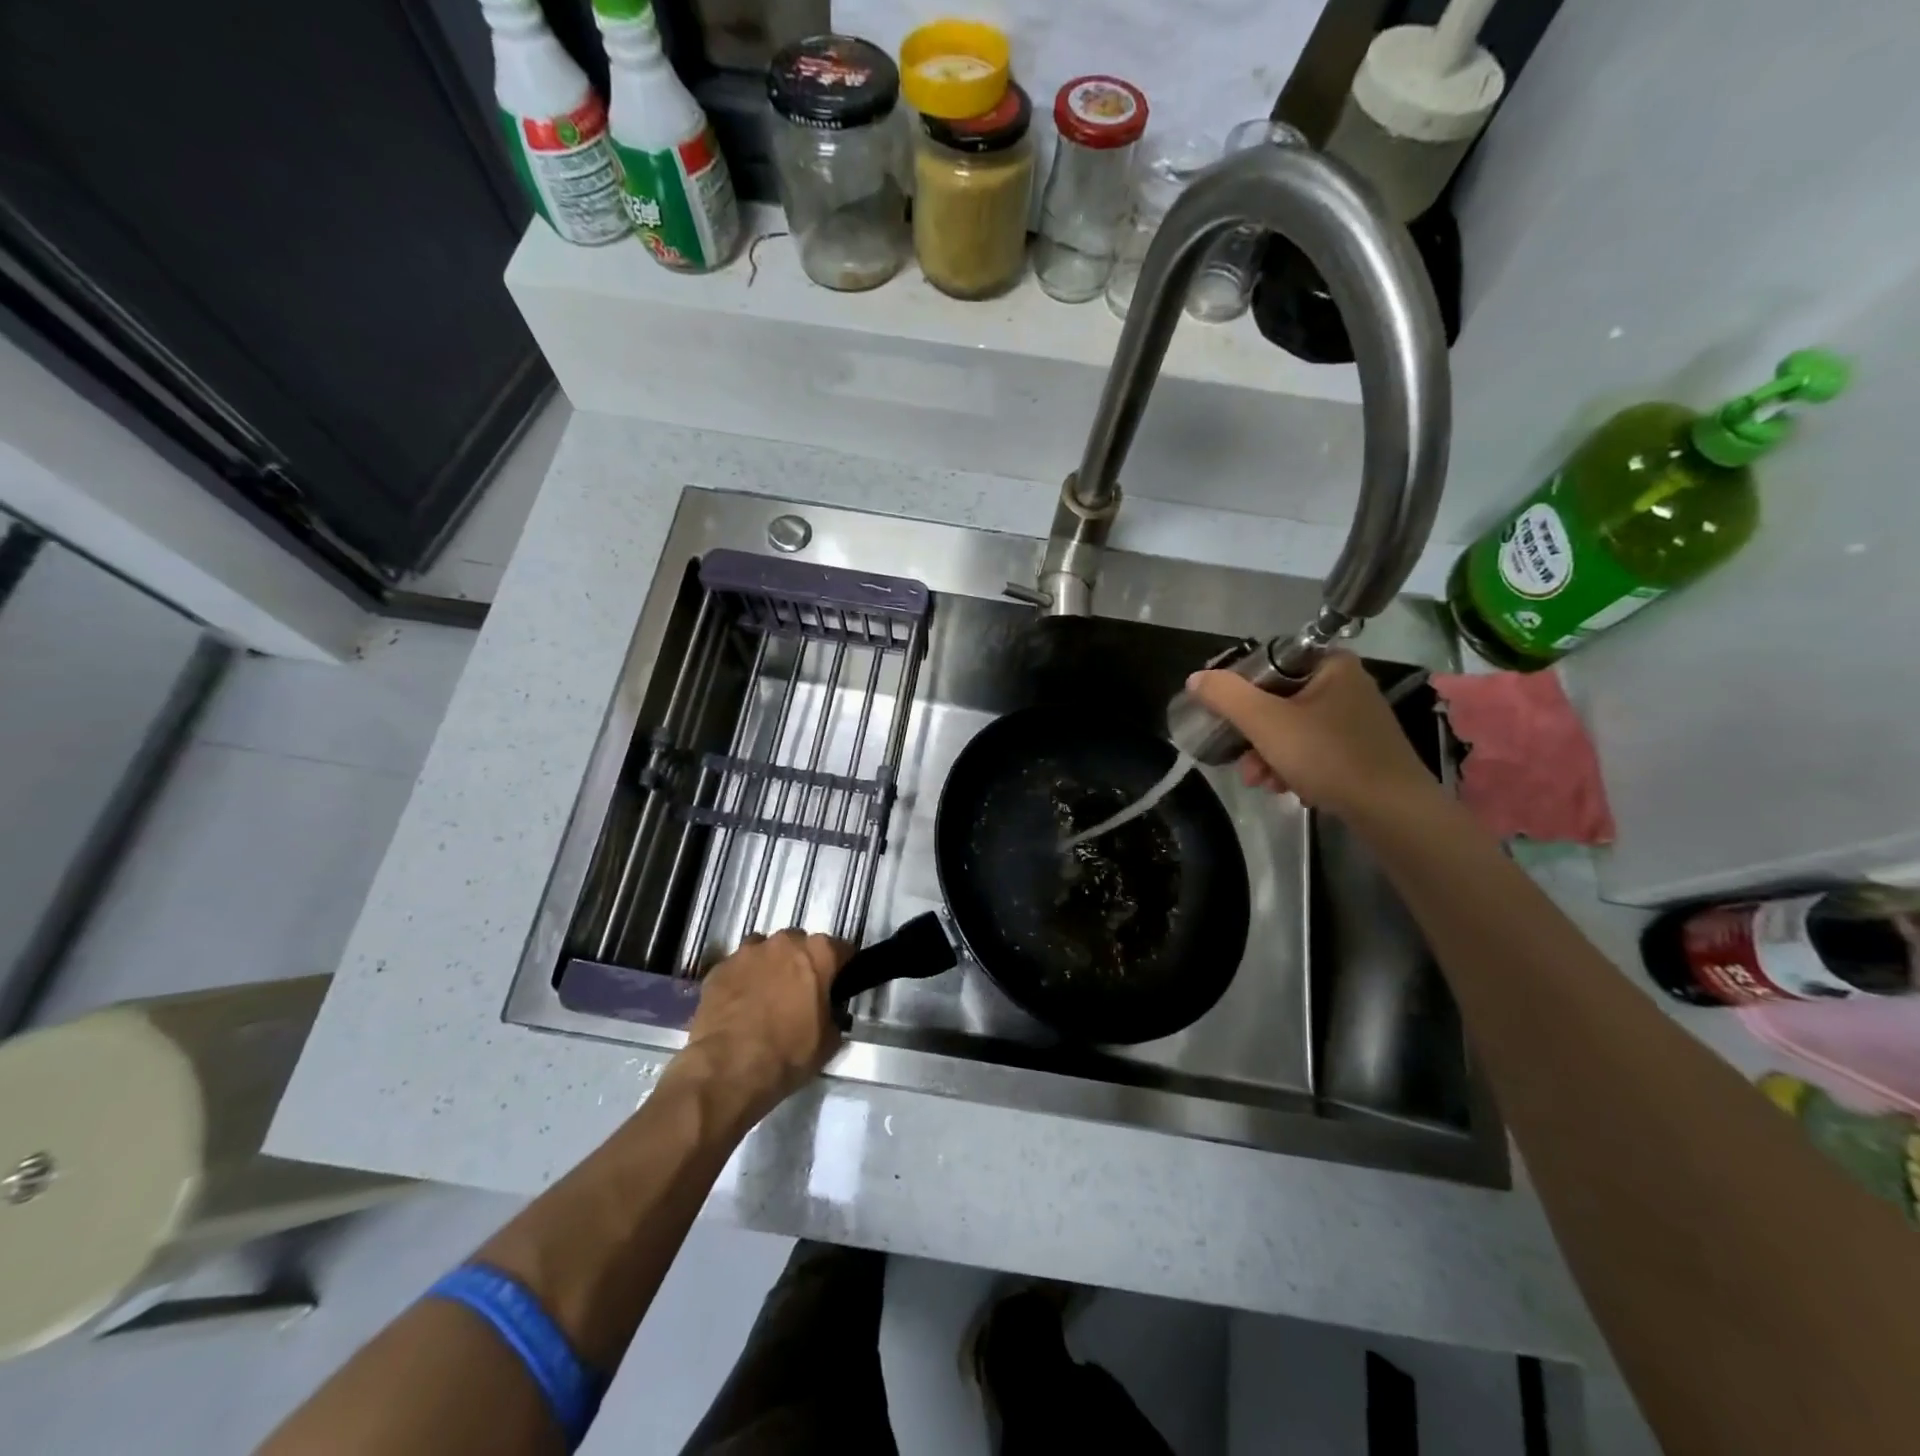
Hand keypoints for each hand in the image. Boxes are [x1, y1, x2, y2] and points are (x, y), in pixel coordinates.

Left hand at [673, 930, 848, 1125]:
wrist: (729, 1069)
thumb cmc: (788, 1053)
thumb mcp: (829, 1042)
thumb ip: (834, 1016)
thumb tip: (828, 1014)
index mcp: (818, 953)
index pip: (840, 949)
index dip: (841, 968)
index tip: (837, 986)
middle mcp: (784, 943)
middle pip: (799, 944)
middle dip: (801, 963)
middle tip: (799, 994)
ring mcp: (747, 953)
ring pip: (764, 951)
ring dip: (769, 967)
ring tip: (765, 998)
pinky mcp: (718, 968)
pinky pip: (736, 969)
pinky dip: (741, 981)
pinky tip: (738, 1007)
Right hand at [1185, 652, 1440, 824]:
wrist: (1393, 812)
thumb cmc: (1329, 757)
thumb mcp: (1266, 722)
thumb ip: (1227, 696)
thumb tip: (1196, 678)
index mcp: (1331, 665)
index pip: (1270, 664)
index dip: (1241, 691)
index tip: (1227, 719)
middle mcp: (1346, 685)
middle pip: (1277, 701)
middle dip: (1254, 736)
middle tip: (1245, 764)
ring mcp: (1355, 720)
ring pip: (1292, 730)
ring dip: (1269, 756)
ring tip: (1264, 783)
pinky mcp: (1360, 751)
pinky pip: (1312, 750)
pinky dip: (1294, 767)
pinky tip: (1288, 789)